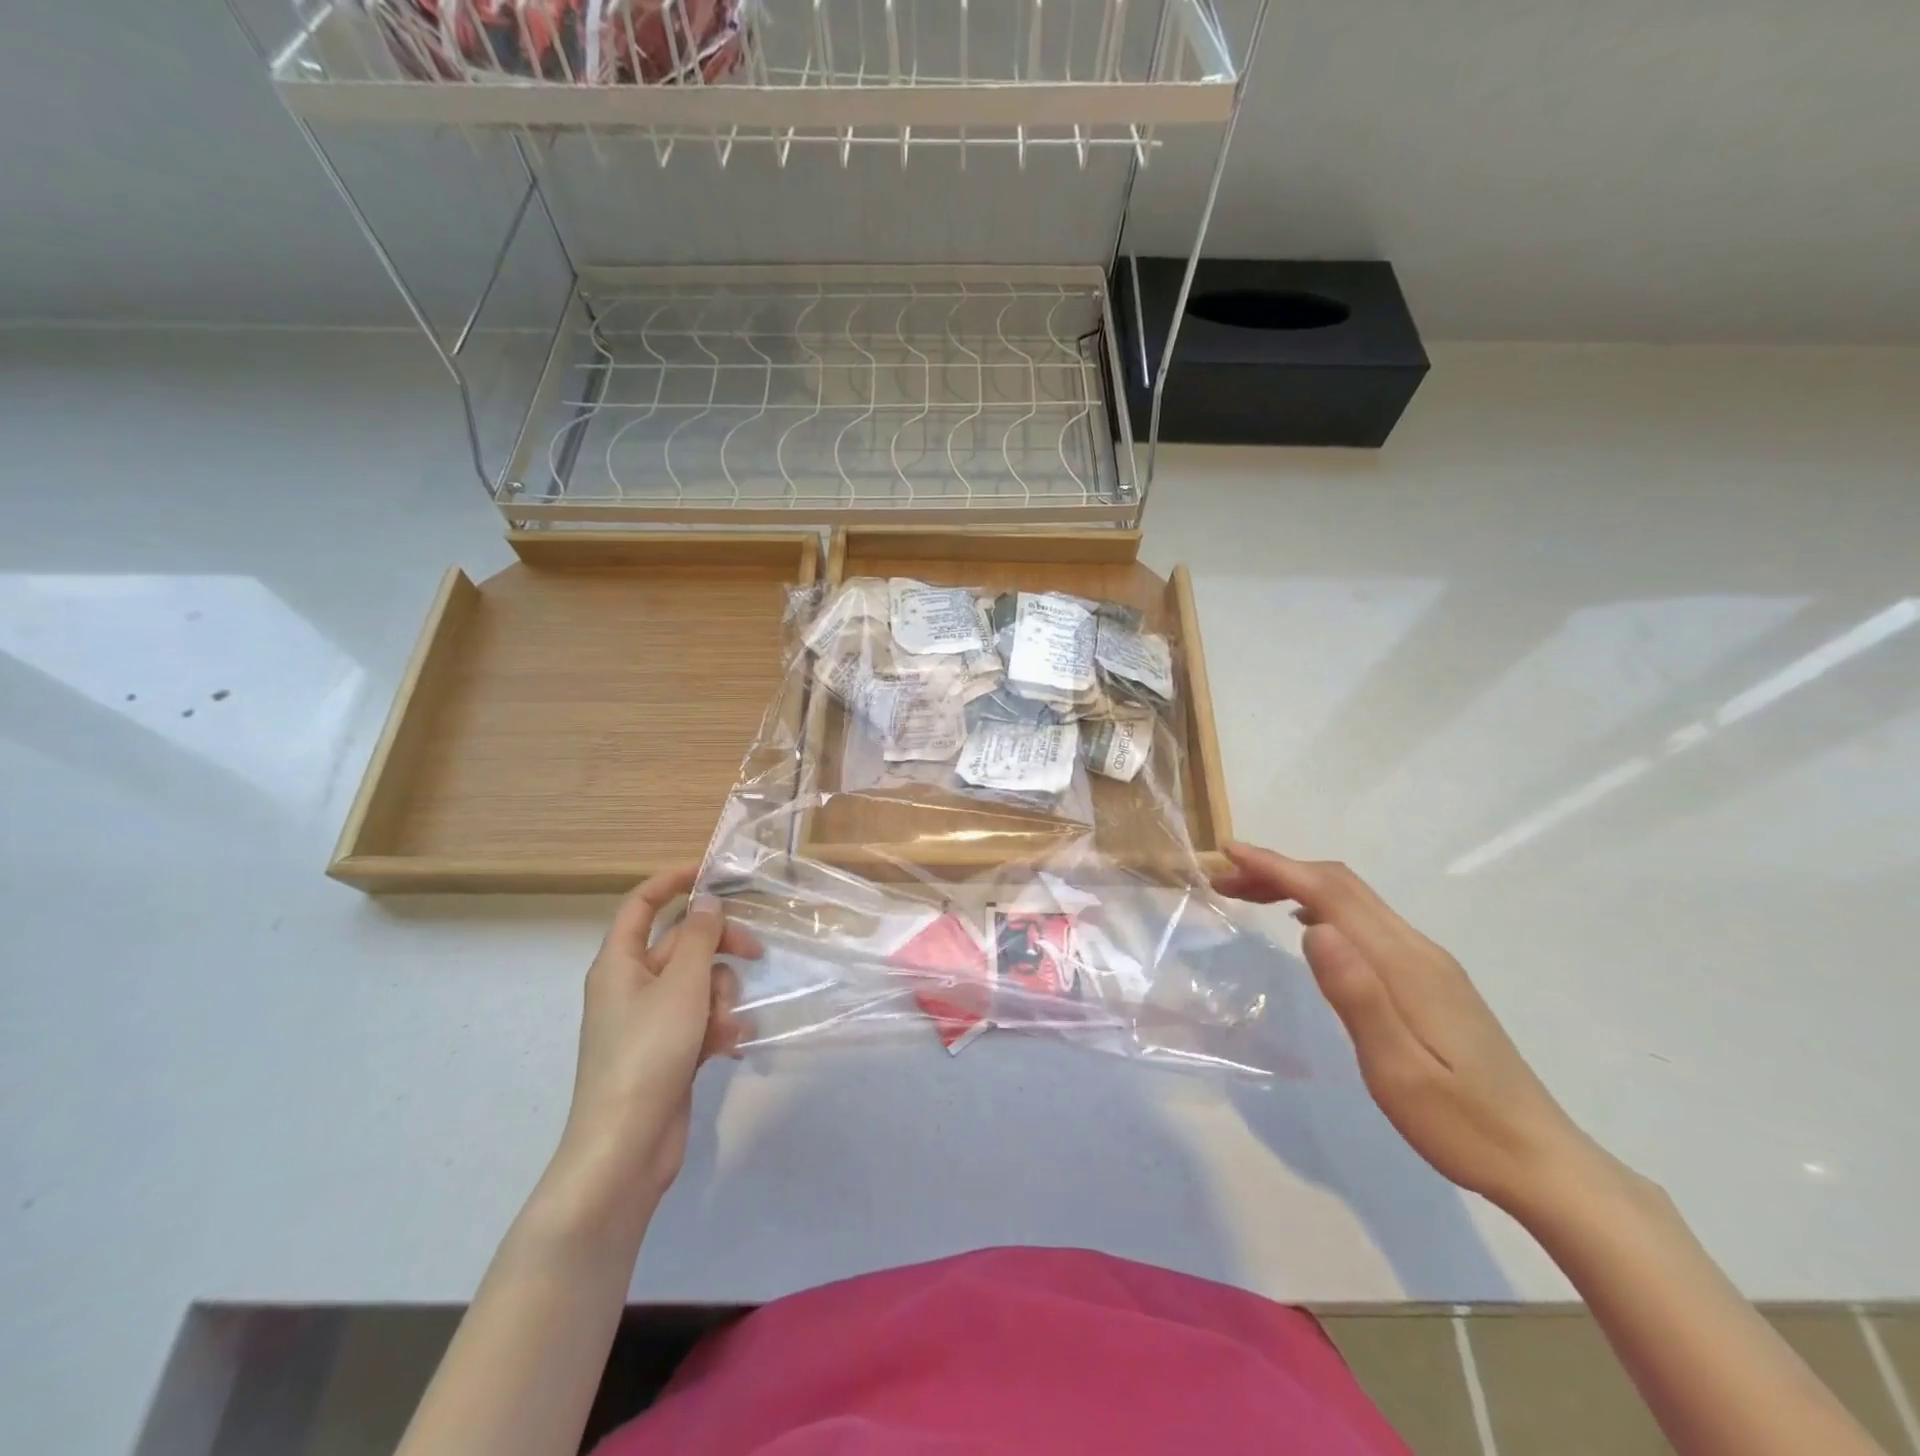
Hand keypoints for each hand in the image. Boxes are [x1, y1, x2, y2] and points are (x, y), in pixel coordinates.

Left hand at [556, 868, 760, 1208]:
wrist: (626, 1147)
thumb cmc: (648, 1053)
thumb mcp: (681, 985)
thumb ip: (699, 937)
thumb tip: (706, 901)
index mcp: (619, 963)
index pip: (641, 904)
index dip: (673, 882)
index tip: (712, 874)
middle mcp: (631, 985)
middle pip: (682, 945)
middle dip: (720, 950)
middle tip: (755, 955)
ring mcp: (650, 1020)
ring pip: (699, 983)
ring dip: (722, 998)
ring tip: (726, 1027)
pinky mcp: (668, 1050)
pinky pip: (700, 1019)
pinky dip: (718, 1027)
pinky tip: (732, 1048)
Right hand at [1212, 843, 1603, 1216]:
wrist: (1543, 1161)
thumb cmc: (1461, 1124)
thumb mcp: (1398, 1069)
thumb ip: (1357, 994)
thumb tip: (1313, 926)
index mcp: (1404, 964)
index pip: (1331, 894)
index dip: (1277, 867)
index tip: (1230, 853)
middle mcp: (1416, 949)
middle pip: (1341, 886)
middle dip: (1280, 870)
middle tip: (1226, 880)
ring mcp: (1428, 962)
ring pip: (1354, 900)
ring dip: (1299, 886)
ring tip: (1251, 897)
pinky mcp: (1430, 979)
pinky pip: (1366, 921)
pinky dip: (1323, 907)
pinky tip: (1306, 925)